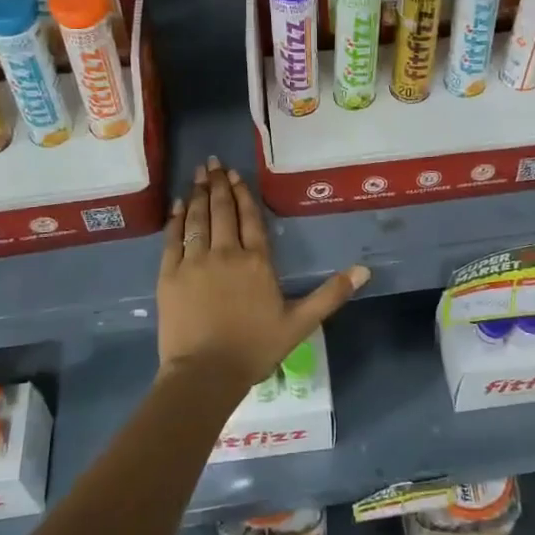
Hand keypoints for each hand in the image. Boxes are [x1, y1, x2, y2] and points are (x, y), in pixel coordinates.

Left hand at [157, 156, 369, 390]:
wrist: (205, 373)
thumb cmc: (254, 349)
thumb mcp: (300, 324)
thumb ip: (330, 295)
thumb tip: (364, 270)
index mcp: (256, 261)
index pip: (250, 218)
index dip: (243, 194)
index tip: (235, 174)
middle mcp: (225, 252)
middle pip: (222, 210)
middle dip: (218, 183)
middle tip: (213, 162)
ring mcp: (194, 261)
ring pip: (197, 218)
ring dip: (198, 193)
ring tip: (199, 173)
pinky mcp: (170, 274)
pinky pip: (173, 238)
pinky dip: (176, 218)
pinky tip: (178, 204)